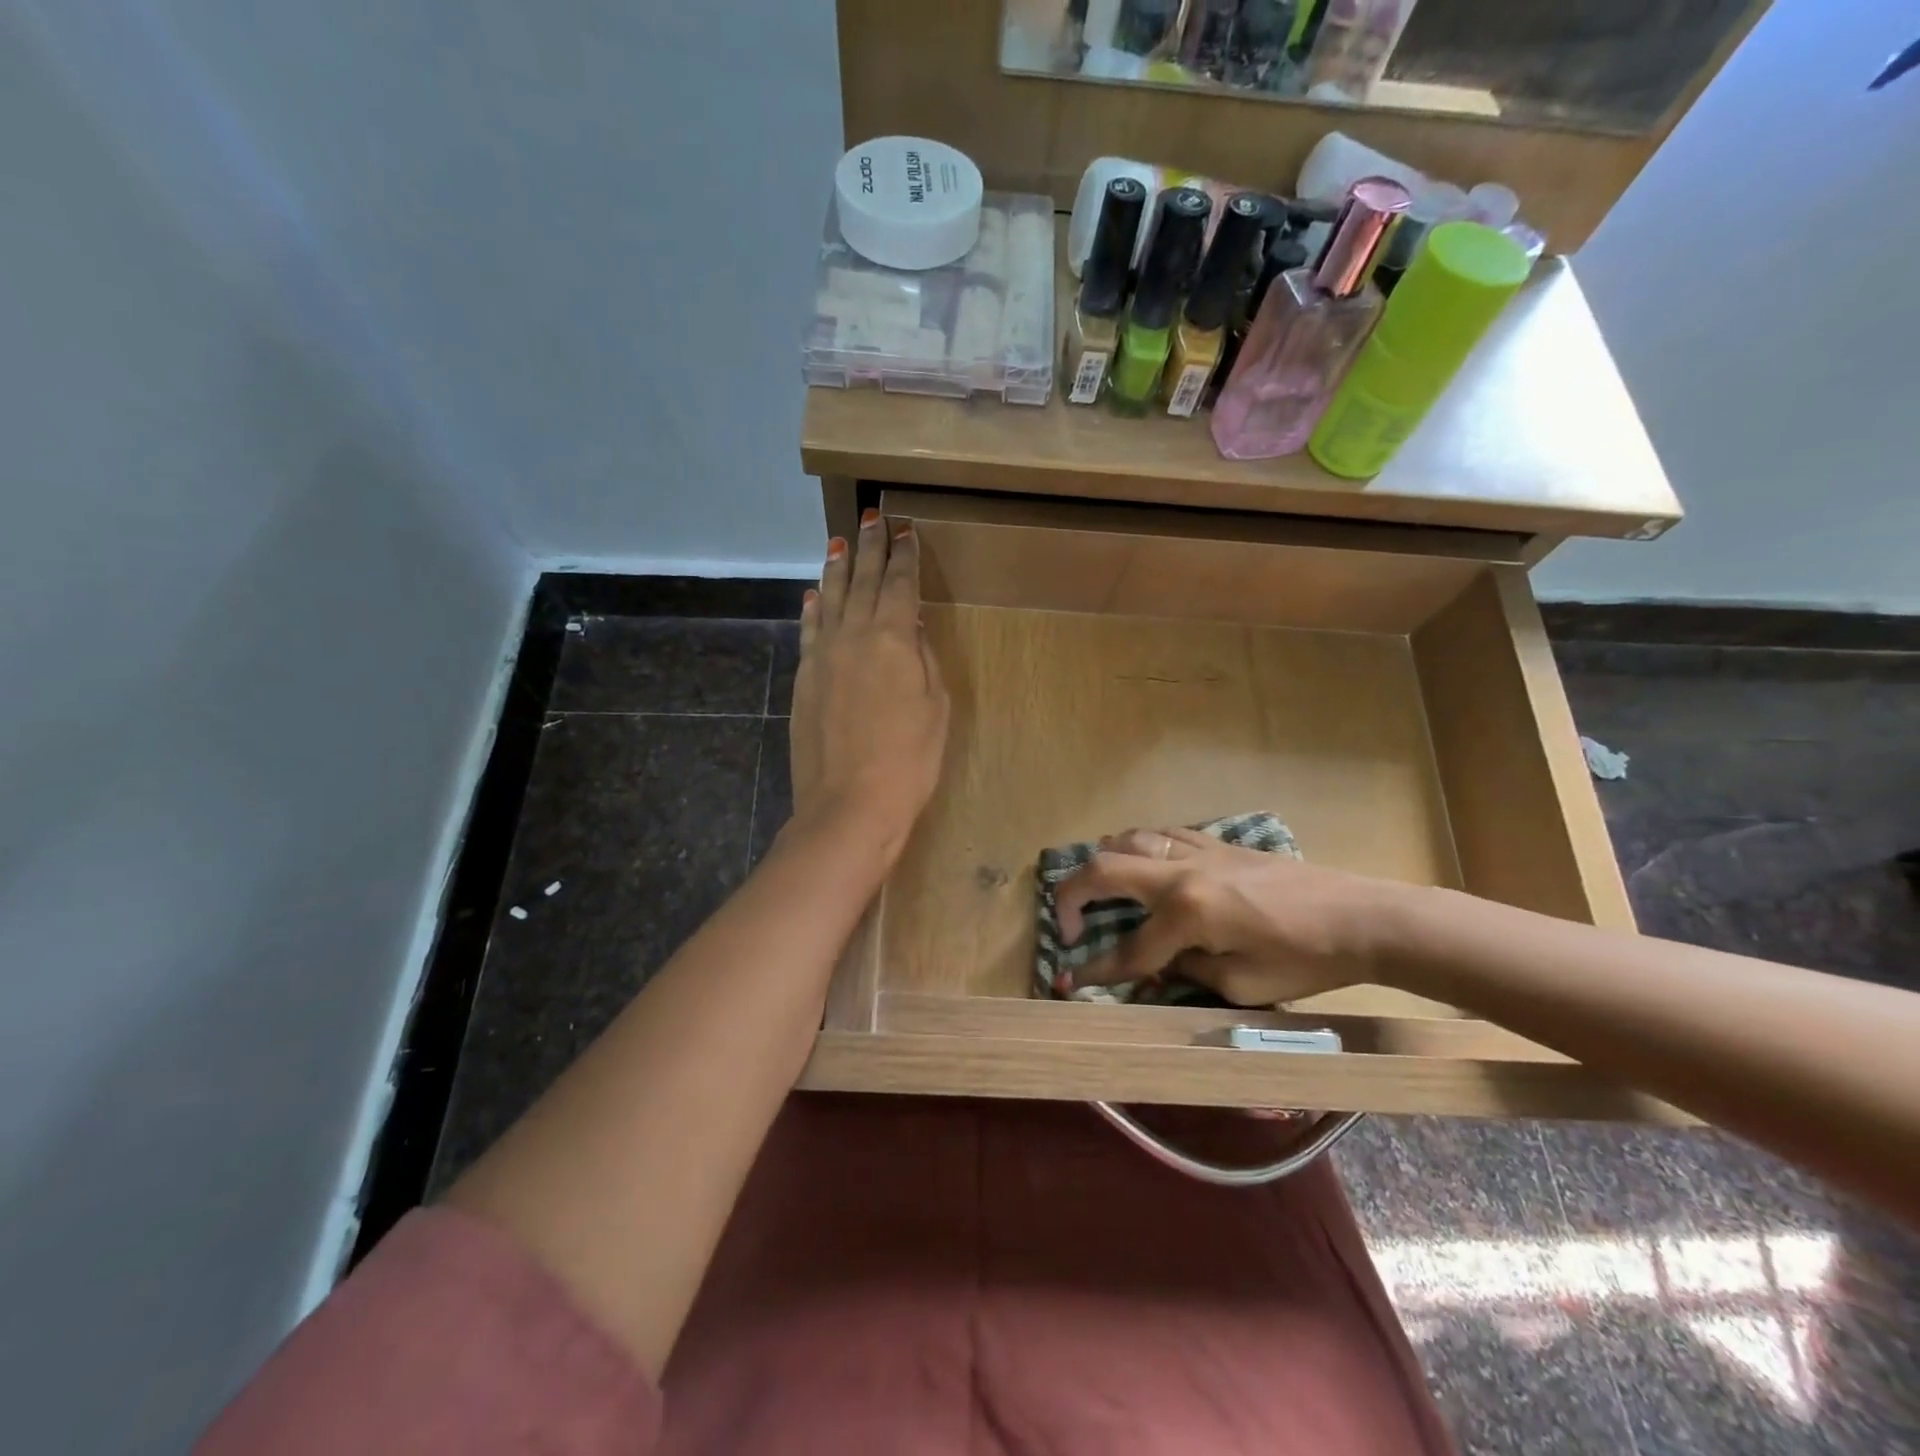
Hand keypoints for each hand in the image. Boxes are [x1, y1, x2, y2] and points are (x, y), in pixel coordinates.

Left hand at [789, 510, 949, 857]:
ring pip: (829, 598)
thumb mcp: (935, 707)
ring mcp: (823, 655)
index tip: (905, 529)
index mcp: (892, 638)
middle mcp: (853, 635)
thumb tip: (909, 624)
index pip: (899, 584)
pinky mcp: (804, 678)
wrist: (850, 803)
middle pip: (862, 580)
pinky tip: (811, 593)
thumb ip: (923, 658)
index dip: (904, 555)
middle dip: (869, 546)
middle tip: (872, 516)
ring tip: (839, 542)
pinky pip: (808, 630)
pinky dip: (811, 608)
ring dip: (836, 568)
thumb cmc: (909, 759)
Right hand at [1052, 827, 1409, 1005]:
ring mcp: (1198, 851)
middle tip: (1065, 925)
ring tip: (1100, 891)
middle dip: (1071, 896)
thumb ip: (1188, 972)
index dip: (1097, 971)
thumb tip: (1160, 963)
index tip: (1069, 980)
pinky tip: (1144, 865)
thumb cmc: (1305, 960)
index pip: (1129, 949)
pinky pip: (1162, 835)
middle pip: (1104, 868)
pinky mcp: (1217, 844)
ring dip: (1103, 864)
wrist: (1361, 917)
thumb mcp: (1242, 986)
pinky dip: (1139, 847)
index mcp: (1187, 913)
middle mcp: (1181, 873)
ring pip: (1128, 839)